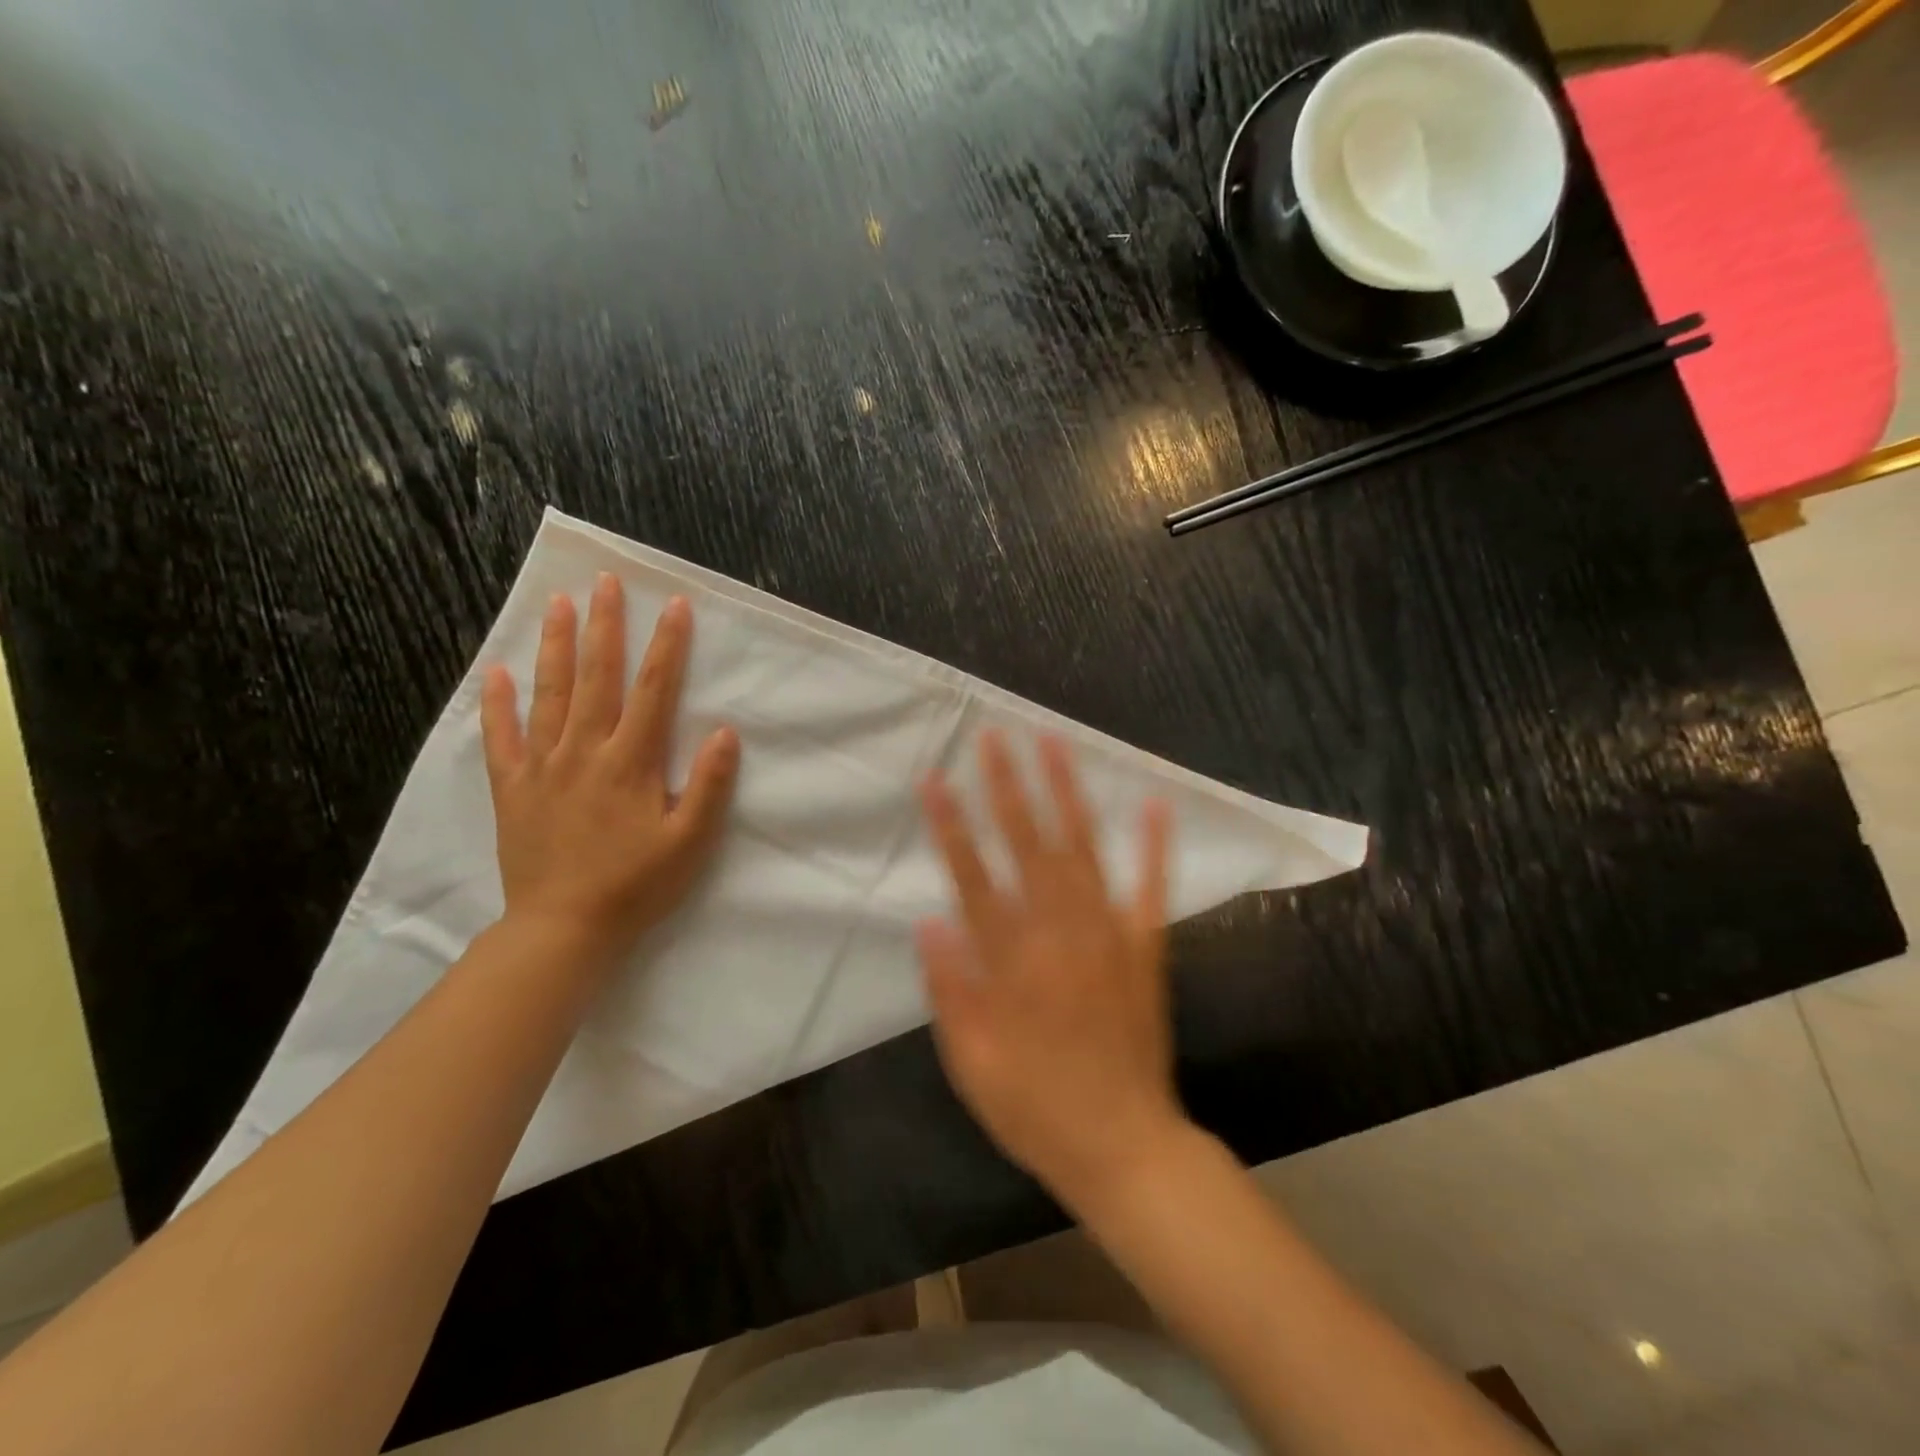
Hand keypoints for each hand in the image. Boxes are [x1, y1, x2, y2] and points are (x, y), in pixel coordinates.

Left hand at [481, 573, 739, 965]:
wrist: (563, 928)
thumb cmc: (635, 886)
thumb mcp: (689, 842)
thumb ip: (708, 785)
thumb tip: (725, 732)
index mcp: (631, 762)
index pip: (653, 691)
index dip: (667, 646)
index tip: (675, 606)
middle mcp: (585, 751)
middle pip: (597, 677)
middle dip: (606, 626)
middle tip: (606, 582)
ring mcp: (543, 766)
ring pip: (550, 694)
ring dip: (556, 647)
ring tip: (559, 605)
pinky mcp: (513, 787)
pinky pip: (502, 738)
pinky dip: (497, 704)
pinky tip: (496, 674)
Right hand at [918, 731, 1184, 1208]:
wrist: (1125, 1147)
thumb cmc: (1035, 1109)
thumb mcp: (971, 1065)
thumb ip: (951, 991)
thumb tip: (929, 923)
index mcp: (1013, 964)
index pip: (973, 879)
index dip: (951, 827)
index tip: (934, 780)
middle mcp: (1060, 935)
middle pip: (1028, 848)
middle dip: (1006, 788)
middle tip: (992, 737)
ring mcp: (1109, 937)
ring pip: (1083, 851)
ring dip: (1067, 794)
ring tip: (1054, 744)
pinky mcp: (1147, 948)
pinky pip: (1152, 889)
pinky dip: (1155, 845)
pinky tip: (1155, 802)